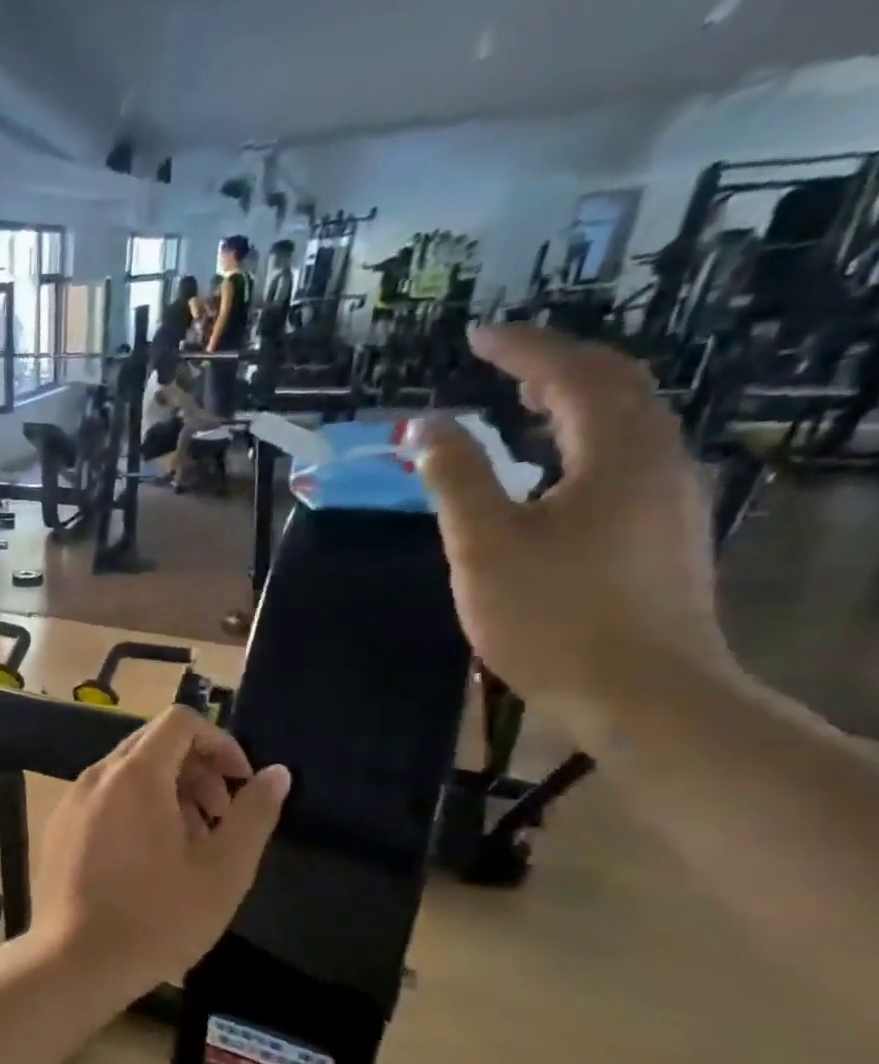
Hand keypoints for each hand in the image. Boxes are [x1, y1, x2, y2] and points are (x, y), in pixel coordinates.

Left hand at [30, 707, 289, 1003]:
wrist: (76, 961)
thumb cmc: (158, 917)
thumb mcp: (223, 869)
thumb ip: (253, 813)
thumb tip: (276, 773)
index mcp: (135, 775)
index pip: (179, 722)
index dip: (219, 742)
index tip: (239, 784)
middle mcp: (96, 776)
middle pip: (153, 744)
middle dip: (196, 769)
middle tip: (218, 817)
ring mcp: (70, 801)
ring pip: (127, 773)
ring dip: (167, 791)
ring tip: (188, 843)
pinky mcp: (57, 827)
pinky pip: (103, 798)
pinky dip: (134, 808)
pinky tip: (148, 857)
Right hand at [412, 325, 734, 727]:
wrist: (642, 693)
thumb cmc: (551, 616)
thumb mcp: (484, 545)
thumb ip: (455, 478)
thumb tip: (426, 426)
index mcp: (616, 453)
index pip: (573, 374)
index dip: (523, 349)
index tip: (477, 336)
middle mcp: (658, 460)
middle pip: (615, 388)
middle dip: (556, 367)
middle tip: (500, 367)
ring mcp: (671, 498)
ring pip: (626, 425)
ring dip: (572, 404)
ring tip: (520, 409)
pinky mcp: (666, 533)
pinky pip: (626, 461)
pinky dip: (583, 444)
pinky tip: (551, 474)